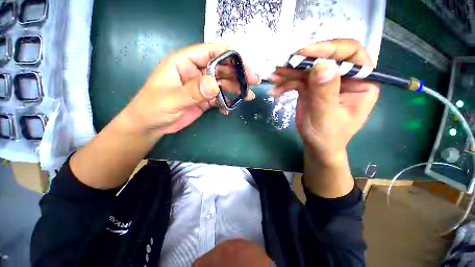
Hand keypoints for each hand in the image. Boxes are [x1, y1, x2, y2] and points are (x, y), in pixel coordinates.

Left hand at [123, 44, 259, 138]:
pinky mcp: (204, 100)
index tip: (245, 65)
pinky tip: (230, 109)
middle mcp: (195, 72)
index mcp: (184, 63)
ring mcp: (201, 87)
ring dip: (236, 89)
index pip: (209, 52)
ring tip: (248, 96)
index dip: (228, 55)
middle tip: (253, 82)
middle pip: (221, 69)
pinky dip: (226, 103)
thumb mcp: (170, 99)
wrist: (151, 126)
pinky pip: (219, 98)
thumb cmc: (153, 108)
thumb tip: (214, 85)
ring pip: (222, 84)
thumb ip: (192, 91)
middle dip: (238, 74)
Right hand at [269, 39, 378, 163]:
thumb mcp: (327, 116)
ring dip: (288, 73)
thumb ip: (325, 92)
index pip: (351, 53)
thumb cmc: (328, 135)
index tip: (305, 53)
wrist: (316, 145)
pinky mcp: (310, 88)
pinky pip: (297, 80)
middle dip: (302, 62)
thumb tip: (322, 64)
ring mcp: (325, 82)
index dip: (329, 48)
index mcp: (361, 81)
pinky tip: (275, 91)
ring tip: (273, 78)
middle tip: (282, 66)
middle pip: (324, 58)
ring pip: (307, 69)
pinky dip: (284, 84)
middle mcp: (344, 77)